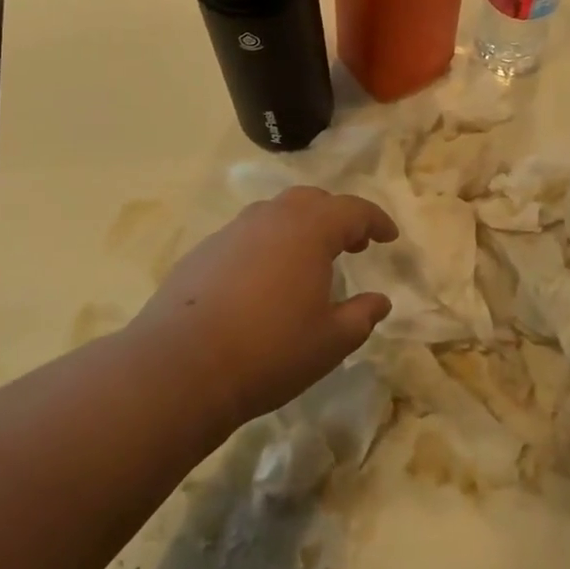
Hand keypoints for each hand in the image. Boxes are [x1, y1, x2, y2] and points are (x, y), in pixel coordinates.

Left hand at [127, 186, 396, 427]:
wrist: (180, 367)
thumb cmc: (270, 351)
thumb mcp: (331, 342)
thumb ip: (362, 316)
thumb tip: (380, 301)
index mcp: (310, 229)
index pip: (353, 209)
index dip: (376, 220)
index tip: (389, 237)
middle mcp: (271, 217)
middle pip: (313, 201)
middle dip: (338, 217)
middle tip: (352, 245)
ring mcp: (232, 231)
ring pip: (276, 214)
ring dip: (300, 228)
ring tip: (308, 261)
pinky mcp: (203, 251)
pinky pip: (247, 235)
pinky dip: (267, 245)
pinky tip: (264, 281)